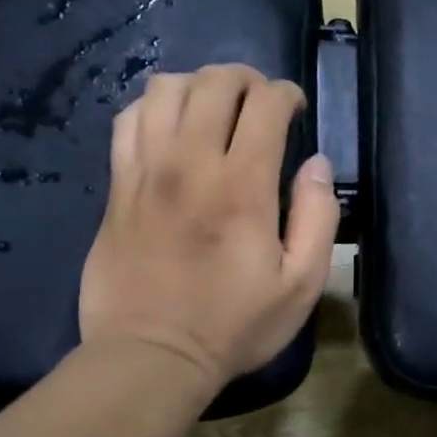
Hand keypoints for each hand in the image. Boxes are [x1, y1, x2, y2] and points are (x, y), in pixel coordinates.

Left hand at [80, 65, 338, 390]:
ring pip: (165, 90)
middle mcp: (191, 164)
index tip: (296, 110)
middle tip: (260, 102)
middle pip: (214, 83)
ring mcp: (146, 172)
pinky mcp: (118, 187)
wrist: (151, 356)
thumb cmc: (235, 324)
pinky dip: (153, 108)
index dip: (286, 94)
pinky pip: (128, 120)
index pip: (264, 104)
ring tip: (215, 108)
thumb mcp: (301, 285)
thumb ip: (319, 217)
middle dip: (246, 79)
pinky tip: (170, 127)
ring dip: (198, 86)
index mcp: (243, 186)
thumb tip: (317, 165)